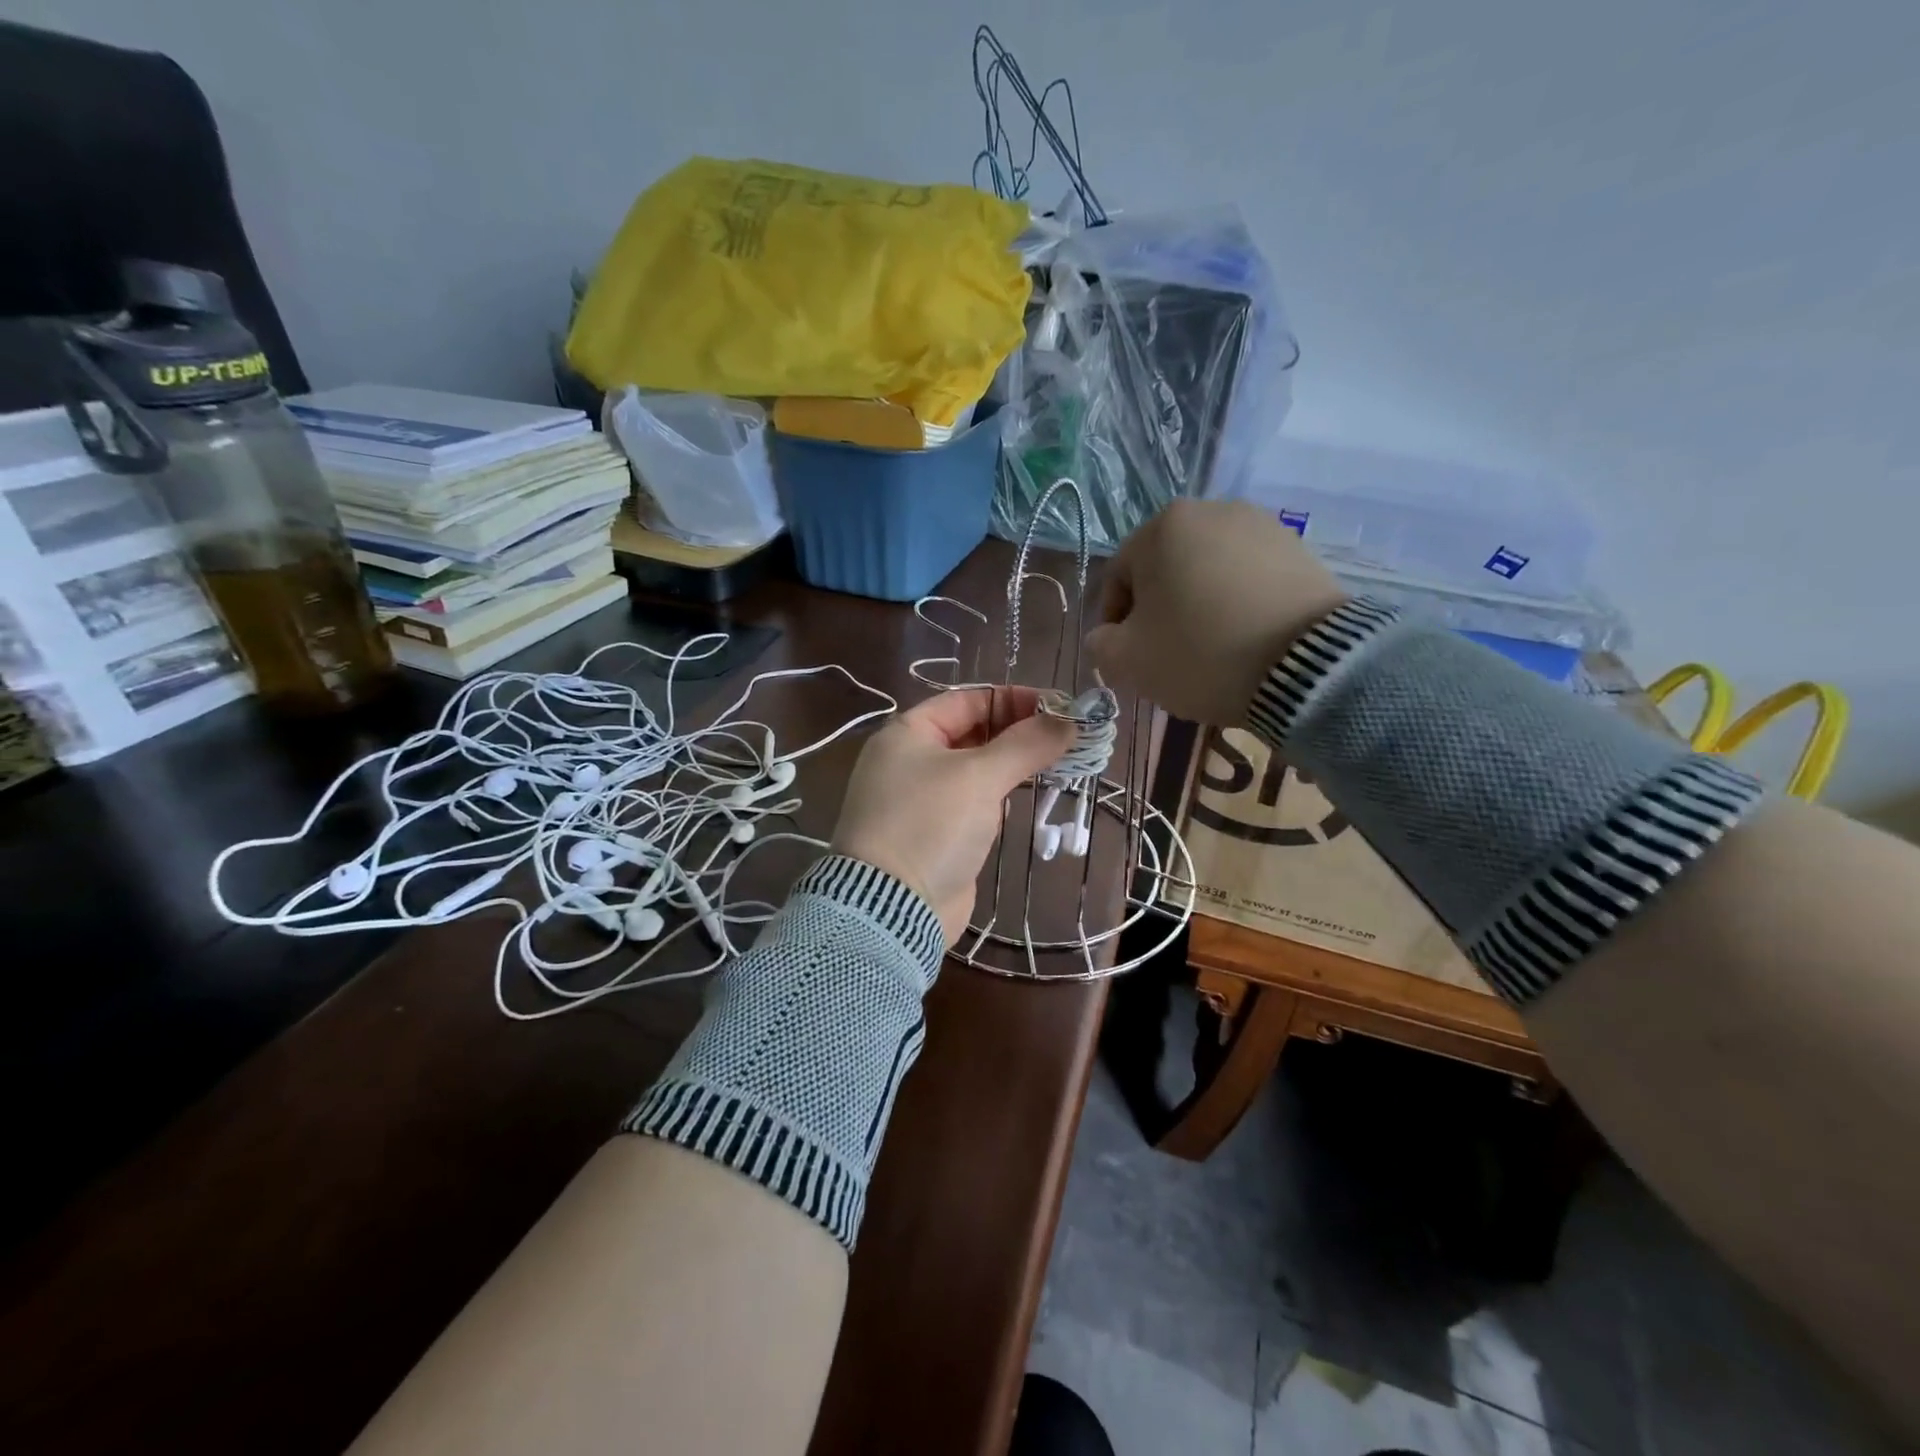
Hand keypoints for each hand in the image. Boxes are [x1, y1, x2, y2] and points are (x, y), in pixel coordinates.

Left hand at [833, 687, 1073, 943]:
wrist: (893, 909)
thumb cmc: (930, 826)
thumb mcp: (980, 777)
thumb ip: (1025, 745)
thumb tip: (1068, 722)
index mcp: (908, 734)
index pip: (968, 700)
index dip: (1014, 700)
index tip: (1059, 708)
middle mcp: (910, 761)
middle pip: (972, 733)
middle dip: (1019, 734)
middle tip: (1066, 738)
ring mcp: (921, 800)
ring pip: (975, 770)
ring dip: (1013, 766)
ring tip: (1058, 764)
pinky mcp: (934, 834)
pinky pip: (973, 803)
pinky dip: (999, 797)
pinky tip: (1027, 799)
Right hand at [1087, 499, 1347, 726]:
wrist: (1307, 665)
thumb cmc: (1200, 654)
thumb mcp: (1129, 661)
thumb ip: (1100, 644)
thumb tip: (1105, 635)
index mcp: (1161, 527)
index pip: (1118, 576)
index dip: (1113, 621)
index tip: (1124, 656)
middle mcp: (1210, 510)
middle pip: (1164, 568)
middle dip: (1158, 610)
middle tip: (1164, 652)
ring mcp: (1261, 525)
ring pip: (1207, 571)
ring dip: (1197, 604)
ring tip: (1208, 647)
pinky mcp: (1298, 548)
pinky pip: (1248, 576)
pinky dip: (1236, 602)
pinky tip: (1243, 637)